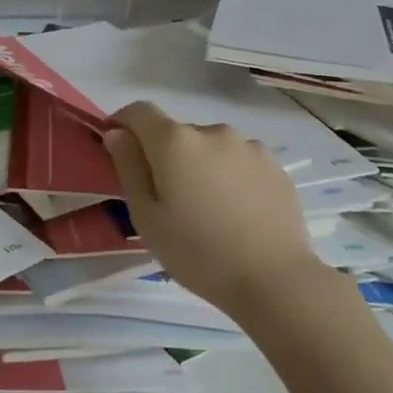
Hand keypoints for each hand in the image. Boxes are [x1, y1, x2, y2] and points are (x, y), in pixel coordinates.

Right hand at [104, 101, 321, 318]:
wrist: (275, 280)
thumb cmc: (198, 252)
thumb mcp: (146, 216)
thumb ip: (129, 167)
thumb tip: (118, 134)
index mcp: (175, 142)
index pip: (139, 111)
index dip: (122, 123)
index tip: (117, 148)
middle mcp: (213, 132)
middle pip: (176, 133)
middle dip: (164, 155)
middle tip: (165, 199)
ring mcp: (249, 147)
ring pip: (210, 148)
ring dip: (199, 165)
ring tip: (206, 208)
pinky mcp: (275, 167)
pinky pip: (238, 162)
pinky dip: (228, 177)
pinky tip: (235, 212)